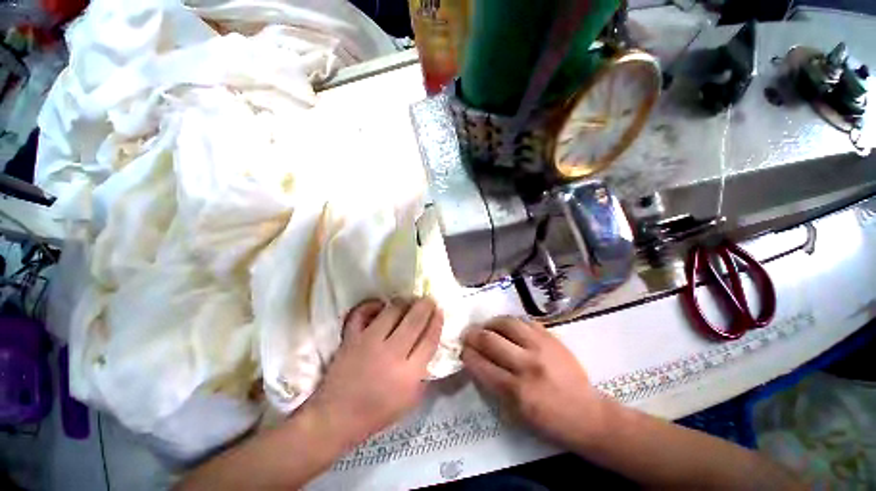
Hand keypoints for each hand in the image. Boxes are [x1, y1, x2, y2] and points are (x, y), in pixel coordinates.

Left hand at [305, 298, 442, 447]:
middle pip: (415, 320)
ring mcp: (369, 342)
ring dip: (404, 302)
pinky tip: (380, 305)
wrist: (336, 417)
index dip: (437, 321)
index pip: (430, 339)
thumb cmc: (377, 412)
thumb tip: (430, 344)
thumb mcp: (410, 400)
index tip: (439, 310)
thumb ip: (424, 372)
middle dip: (425, 305)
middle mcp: (391, 353)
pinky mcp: (351, 337)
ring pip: (392, 311)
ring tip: (408, 301)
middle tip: (428, 299)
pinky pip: (362, 313)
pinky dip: (371, 305)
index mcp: (409, 374)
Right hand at [462, 317, 605, 447]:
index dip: (466, 354)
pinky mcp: (551, 337)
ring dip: (490, 323)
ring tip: (486, 327)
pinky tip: (506, 327)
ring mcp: (540, 347)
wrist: (588, 414)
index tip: (462, 350)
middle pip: (489, 339)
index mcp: (517, 391)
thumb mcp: (516, 413)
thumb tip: (476, 361)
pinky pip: (523, 321)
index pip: (481, 364)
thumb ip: (494, 385)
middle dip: (472, 335)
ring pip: (505, 323)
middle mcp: (527, 365)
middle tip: (468, 335)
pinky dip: (510, 322)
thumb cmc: (549, 421)